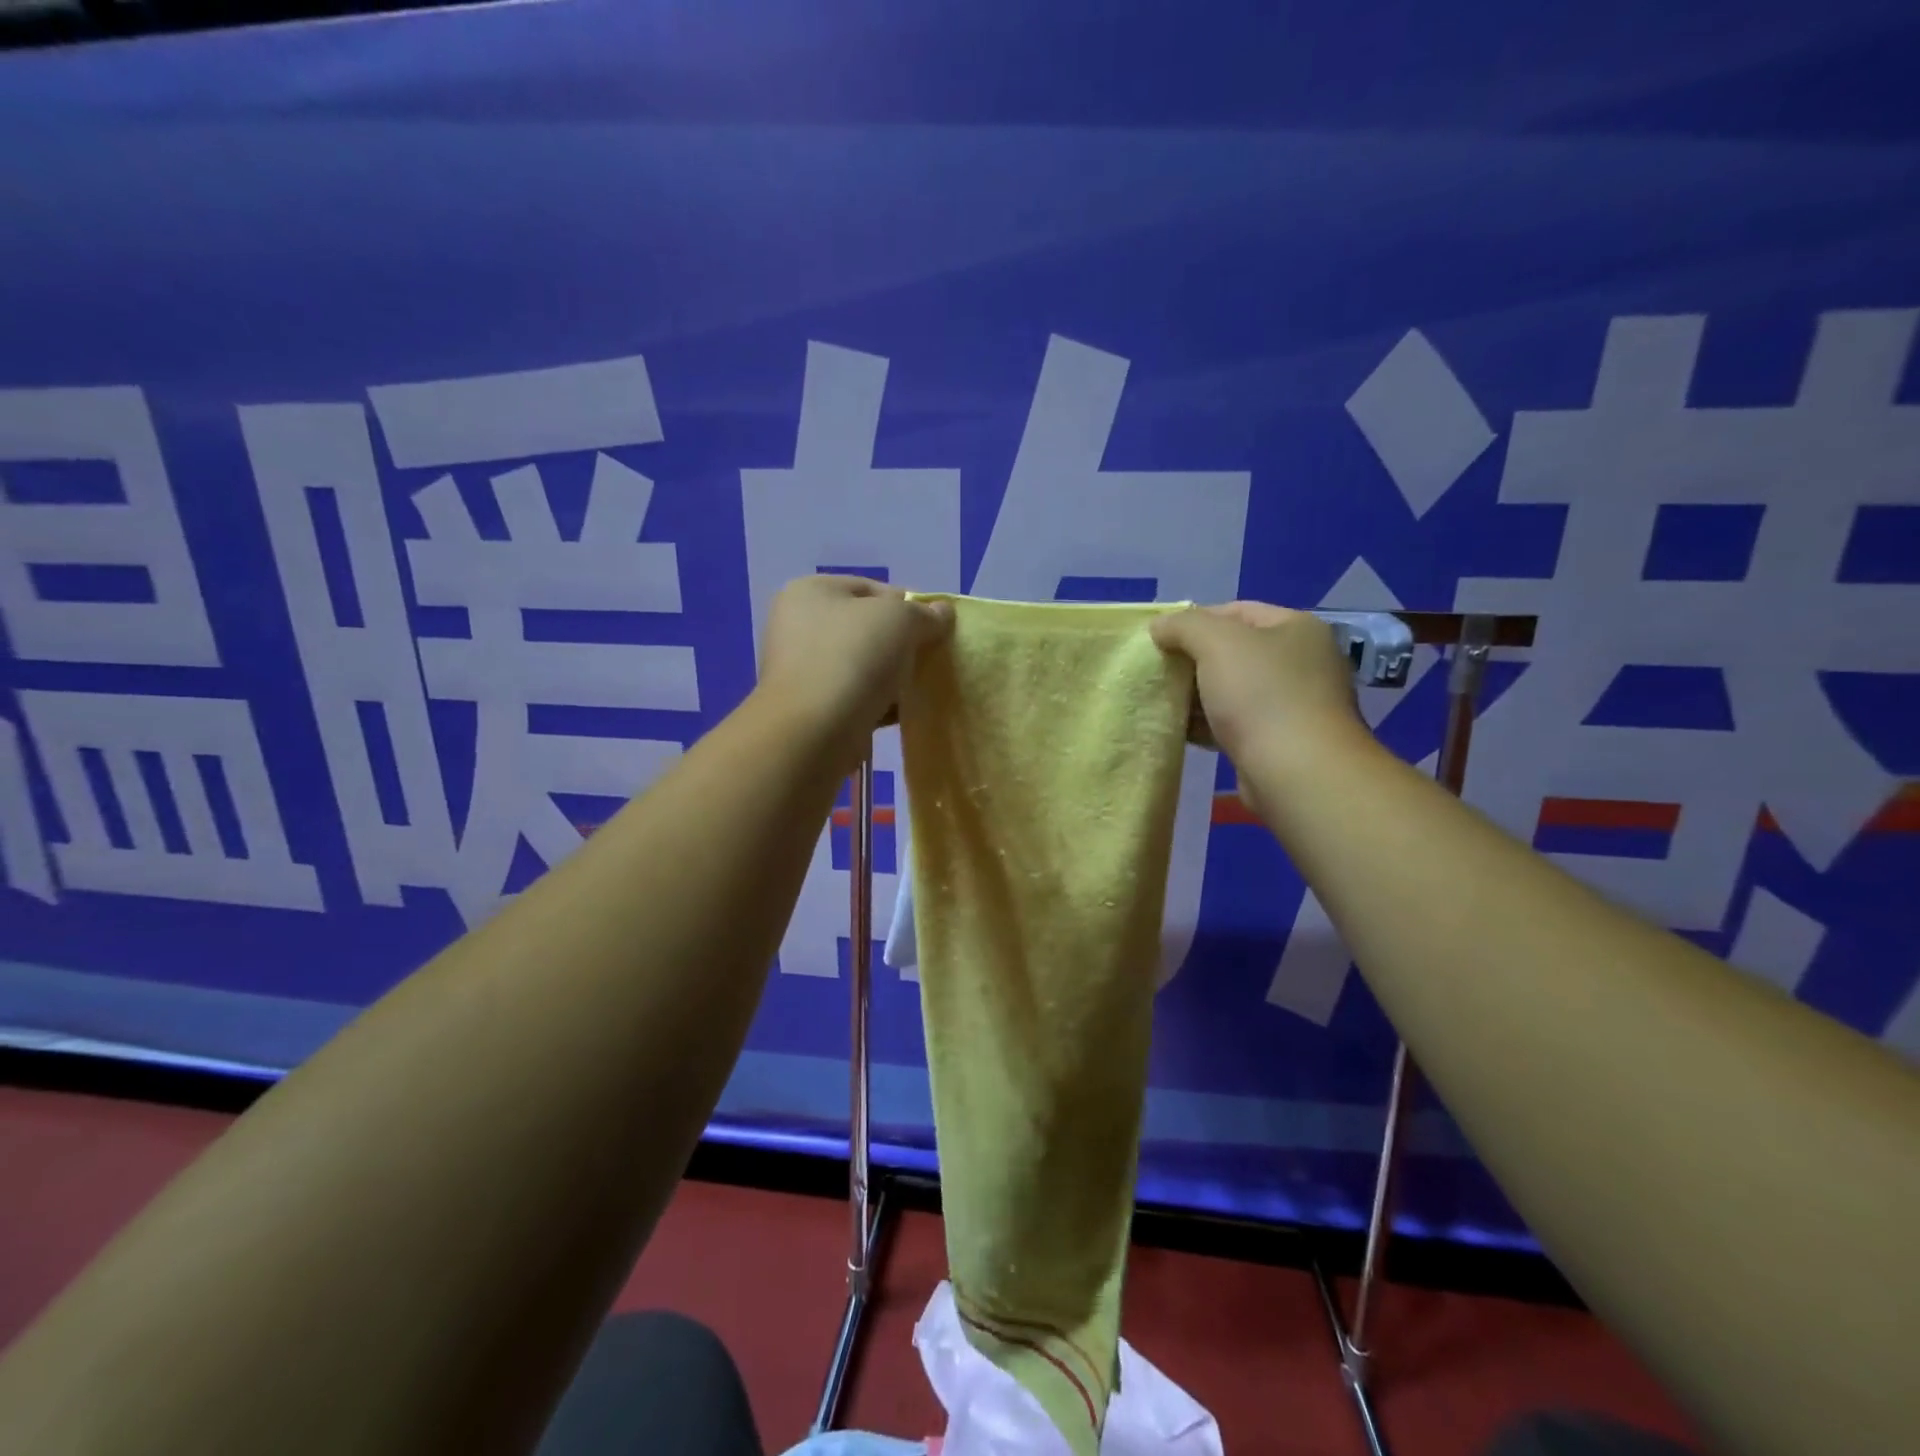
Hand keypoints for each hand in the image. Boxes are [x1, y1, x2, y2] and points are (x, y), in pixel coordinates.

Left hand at [759, 575, 953, 739]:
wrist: (815, 731)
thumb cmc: (854, 658)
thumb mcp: (900, 620)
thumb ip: (925, 613)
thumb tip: (941, 613)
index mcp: (810, 591)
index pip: (871, 589)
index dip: (908, 604)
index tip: (934, 628)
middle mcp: (797, 625)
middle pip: (866, 627)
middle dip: (901, 642)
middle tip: (929, 658)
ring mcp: (801, 668)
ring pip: (862, 664)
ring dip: (891, 675)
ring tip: (918, 687)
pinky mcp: (810, 707)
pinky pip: (855, 696)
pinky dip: (878, 701)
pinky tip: (901, 712)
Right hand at [1150, 603, 1361, 768]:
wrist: (1297, 773)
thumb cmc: (1261, 695)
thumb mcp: (1216, 642)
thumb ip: (1184, 625)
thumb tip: (1159, 626)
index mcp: (1296, 628)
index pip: (1237, 611)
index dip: (1195, 620)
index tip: (1160, 639)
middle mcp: (1302, 661)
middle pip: (1234, 651)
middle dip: (1193, 660)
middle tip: (1158, 671)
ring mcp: (1294, 704)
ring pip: (1232, 690)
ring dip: (1197, 695)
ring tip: (1161, 700)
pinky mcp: (1279, 742)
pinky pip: (1235, 724)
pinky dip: (1208, 724)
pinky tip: (1180, 730)